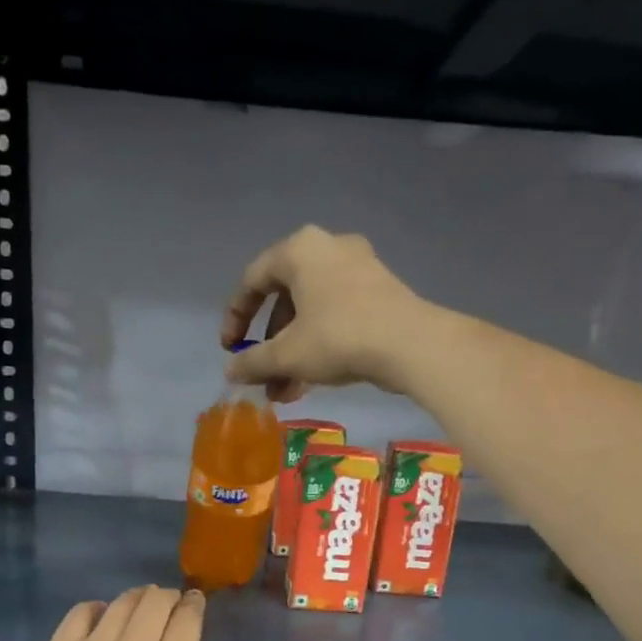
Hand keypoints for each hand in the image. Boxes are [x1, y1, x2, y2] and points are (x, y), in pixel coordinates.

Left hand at [12, 586, 298, 640]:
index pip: (187, 618)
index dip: (195, 604)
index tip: (197, 604)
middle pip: (155, 601)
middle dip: (169, 598)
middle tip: (172, 611)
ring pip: (121, 603)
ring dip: (138, 599)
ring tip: (143, 611)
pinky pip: (79, 614)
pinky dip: (96, 609)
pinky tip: (103, 620)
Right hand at [220, 226, 447, 402]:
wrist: (411, 344)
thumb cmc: (338, 337)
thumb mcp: (287, 354)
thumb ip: (253, 361)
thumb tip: (230, 372)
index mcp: (299, 250)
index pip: (252, 280)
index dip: (235, 318)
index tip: (230, 351)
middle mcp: (328, 248)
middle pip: (284, 299)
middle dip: (269, 345)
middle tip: (262, 376)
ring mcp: (358, 268)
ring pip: (311, 312)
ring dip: (293, 353)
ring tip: (285, 392)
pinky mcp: (379, 291)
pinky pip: (336, 315)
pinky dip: (318, 344)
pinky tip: (312, 381)